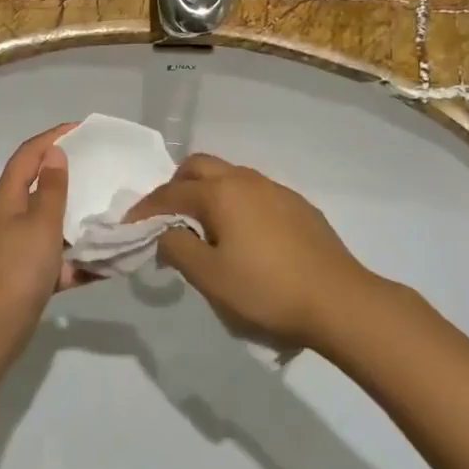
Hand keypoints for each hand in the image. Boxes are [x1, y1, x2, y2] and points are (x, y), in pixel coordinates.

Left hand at [0, 124, 87, 333]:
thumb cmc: (19, 266)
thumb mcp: (42, 222)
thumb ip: (52, 188)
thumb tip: (54, 154)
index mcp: (8, 198)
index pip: (29, 154)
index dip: (53, 137)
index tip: (83, 129)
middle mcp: (11, 216)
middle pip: (40, 184)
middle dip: (70, 173)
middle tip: (101, 165)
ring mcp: (20, 244)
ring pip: (53, 220)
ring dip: (78, 214)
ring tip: (111, 205)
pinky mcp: (31, 270)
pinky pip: (60, 254)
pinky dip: (80, 254)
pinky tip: (107, 257)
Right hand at [126, 153, 377, 352]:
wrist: (340, 301)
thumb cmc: (266, 290)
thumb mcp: (210, 277)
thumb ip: (177, 248)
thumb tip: (165, 232)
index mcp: (220, 193)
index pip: (169, 193)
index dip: (144, 210)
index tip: (128, 228)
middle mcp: (246, 180)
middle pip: (199, 168)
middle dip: (175, 187)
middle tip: (166, 220)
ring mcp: (276, 190)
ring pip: (229, 177)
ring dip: (207, 194)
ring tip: (203, 230)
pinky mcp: (298, 206)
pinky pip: (254, 193)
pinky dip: (235, 204)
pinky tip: (242, 237)